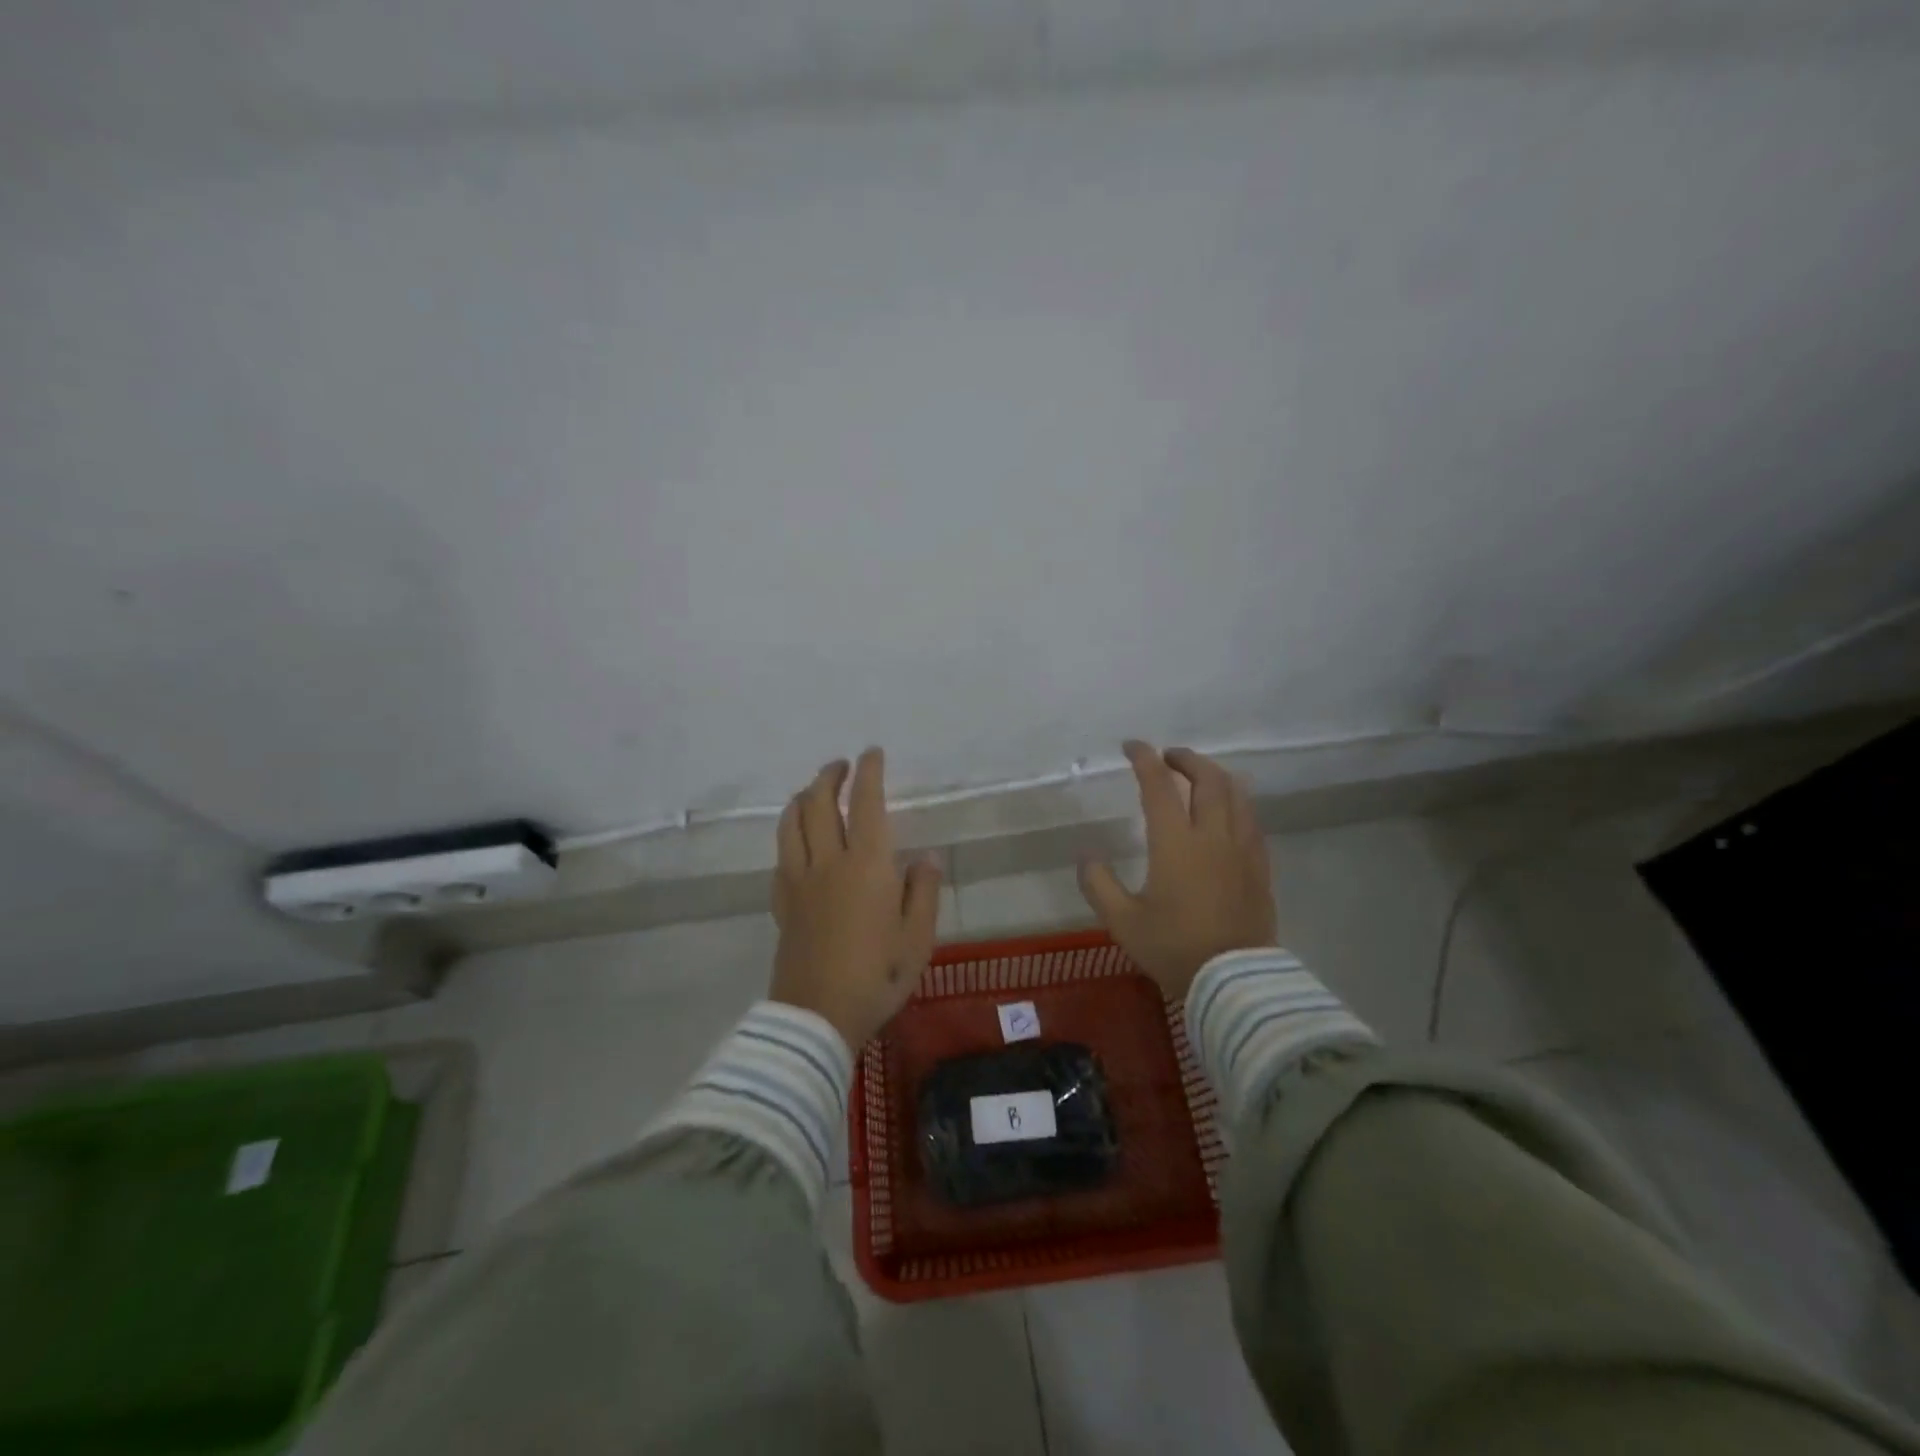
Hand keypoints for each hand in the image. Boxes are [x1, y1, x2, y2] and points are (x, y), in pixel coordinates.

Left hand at [770, 747, 943, 1050]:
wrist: (816, 1016)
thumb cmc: (878, 977)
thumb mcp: (918, 939)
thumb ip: (923, 892)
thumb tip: (925, 858)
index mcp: (867, 865)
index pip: (866, 803)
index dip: (869, 773)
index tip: (872, 753)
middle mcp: (828, 862)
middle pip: (819, 803)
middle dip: (829, 776)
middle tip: (841, 765)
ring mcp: (798, 881)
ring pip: (791, 823)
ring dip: (802, 797)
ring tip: (813, 791)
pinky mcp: (781, 902)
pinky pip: (781, 855)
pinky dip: (789, 835)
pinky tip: (798, 842)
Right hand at [1079, 741, 1277, 1000]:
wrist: (1235, 981)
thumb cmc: (1175, 949)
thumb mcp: (1123, 921)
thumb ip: (1099, 884)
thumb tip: (1086, 855)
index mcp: (1176, 843)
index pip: (1159, 786)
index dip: (1144, 759)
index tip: (1131, 746)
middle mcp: (1213, 836)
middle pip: (1208, 779)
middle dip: (1186, 759)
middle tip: (1168, 758)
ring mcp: (1243, 849)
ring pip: (1237, 794)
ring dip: (1215, 776)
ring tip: (1198, 778)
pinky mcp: (1260, 867)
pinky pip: (1250, 819)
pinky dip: (1234, 802)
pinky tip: (1225, 814)